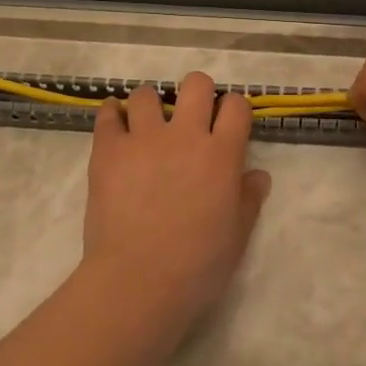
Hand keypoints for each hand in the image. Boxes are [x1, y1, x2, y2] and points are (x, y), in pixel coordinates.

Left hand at [80, 73, 270, 353]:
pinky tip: (114, 123)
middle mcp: (186, 135)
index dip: (234, 109)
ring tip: (146, 124)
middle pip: (196, 84)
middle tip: (190, 116)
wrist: (138, 282)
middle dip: (197, 93)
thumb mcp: (237, 236)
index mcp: (222, 154)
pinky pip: (107, 115)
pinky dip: (111, 114)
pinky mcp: (109, 149)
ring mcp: (144, 138)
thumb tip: (258, 175)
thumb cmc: (197, 266)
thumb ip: (248, 199)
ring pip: (146, 94)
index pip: (236, 106)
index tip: (227, 122)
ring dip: (150, 104)